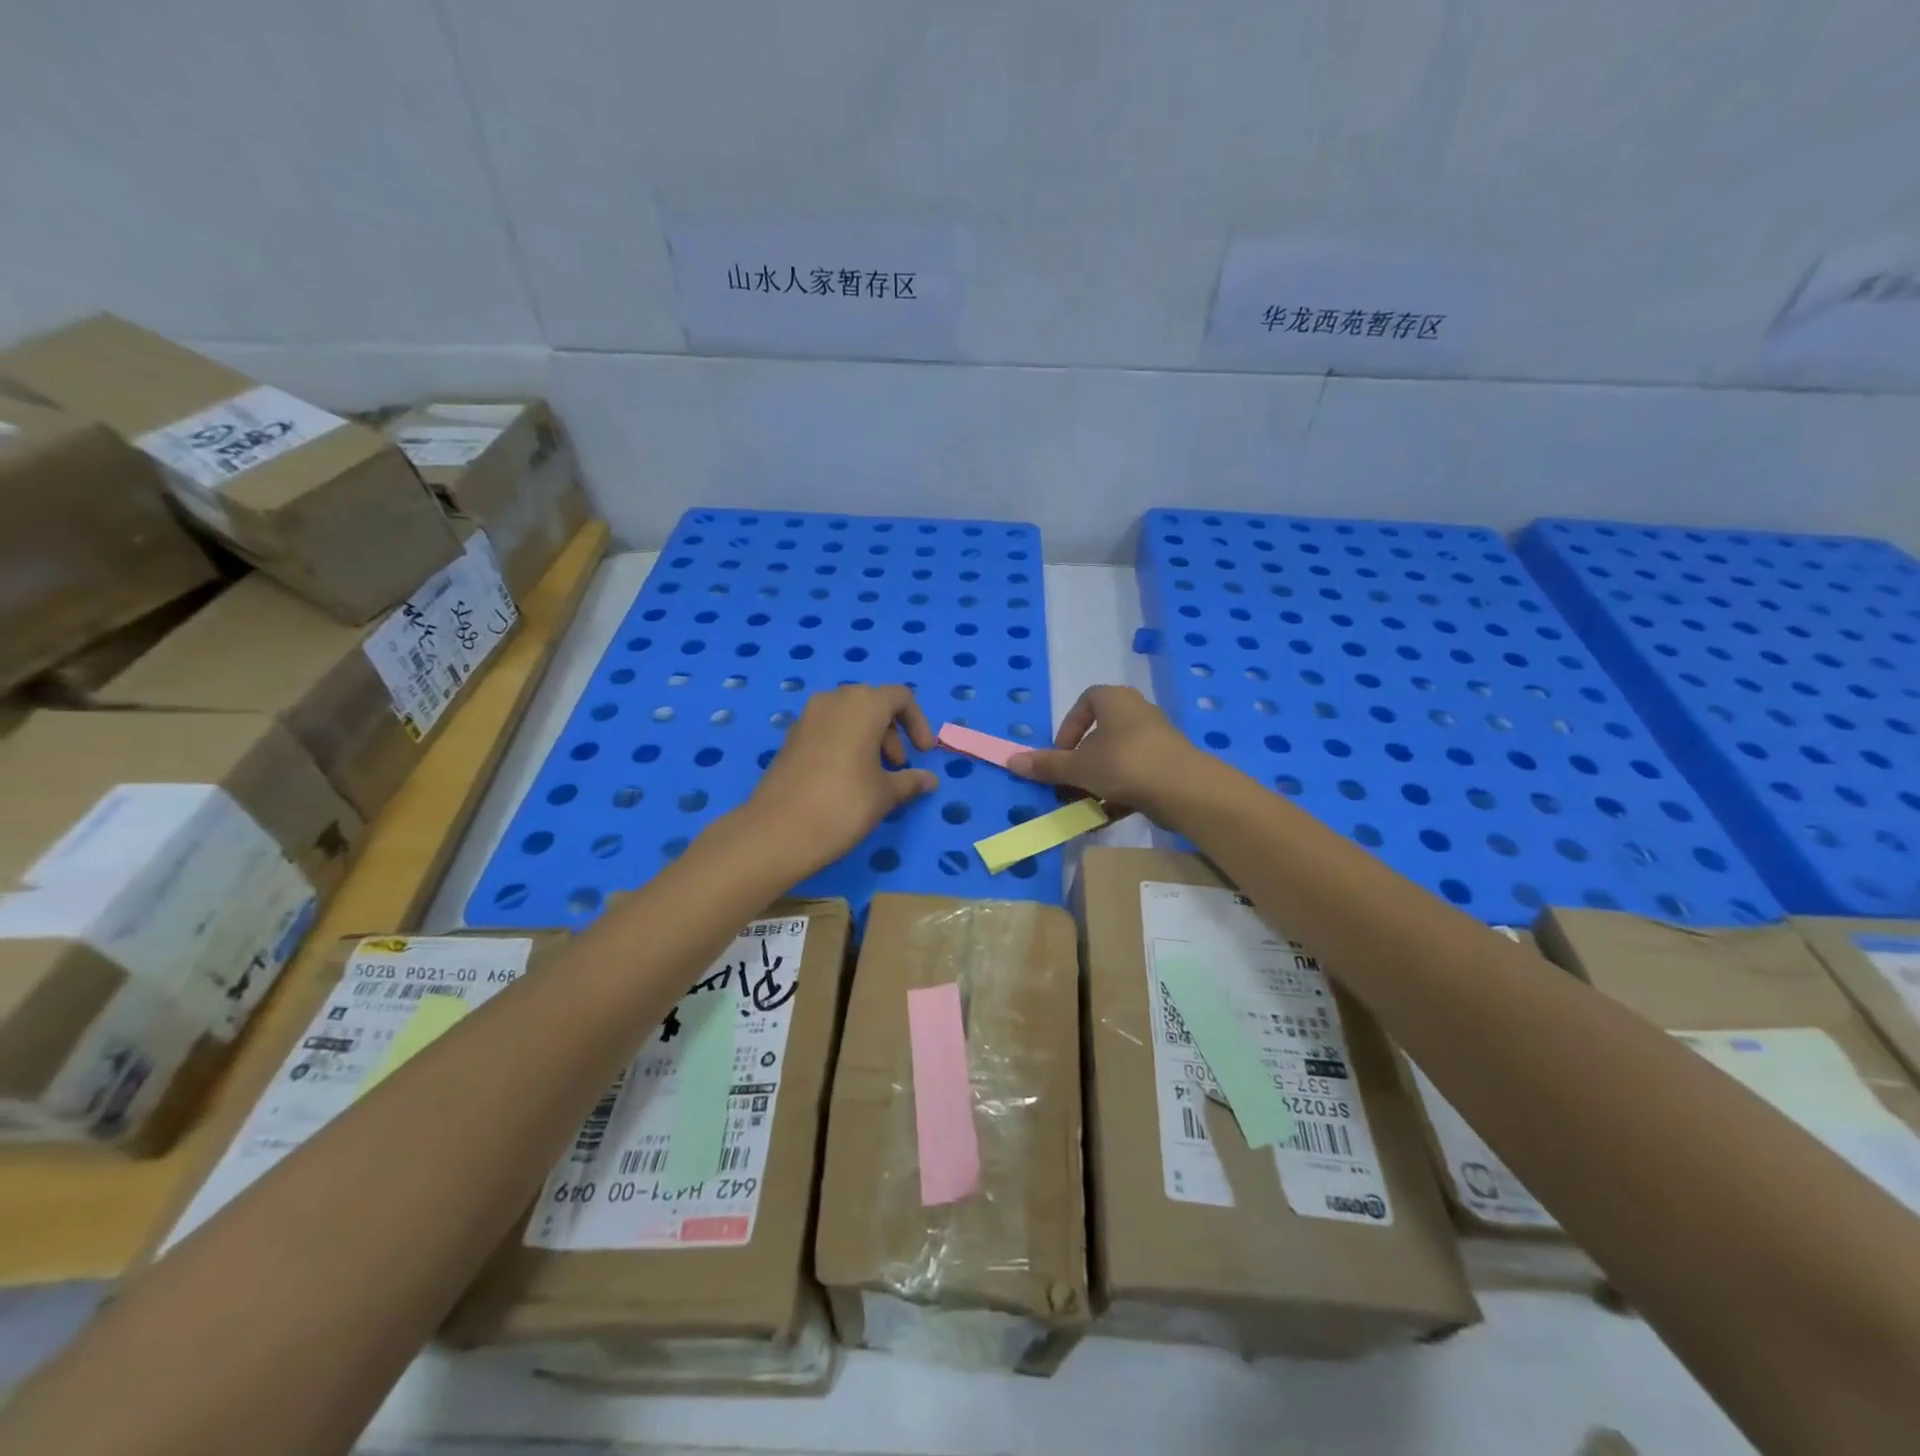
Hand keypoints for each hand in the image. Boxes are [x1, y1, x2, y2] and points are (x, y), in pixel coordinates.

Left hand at [743, 684, 938, 874]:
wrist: (777, 831)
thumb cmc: (843, 804)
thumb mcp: (885, 794)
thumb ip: (910, 781)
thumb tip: (929, 780)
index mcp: (863, 704)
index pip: (900, 697)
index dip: (918, 723)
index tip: (923, 754)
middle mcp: (834, 701)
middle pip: (873, 704)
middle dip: (892, 733)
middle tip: (898, 768)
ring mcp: (807, 718)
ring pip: (848, 717)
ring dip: (869, 739)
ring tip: (874, 777)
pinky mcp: (790, 738)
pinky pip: (827, 730)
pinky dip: (845, 745)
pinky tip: (846, 780)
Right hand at [1007, 686, 1211, 822]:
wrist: (1185, 789)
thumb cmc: (1125, 763)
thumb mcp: (1078, 767)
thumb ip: (1047, 765)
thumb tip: (1011, 760)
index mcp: (1115, 700)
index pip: (1086, 702)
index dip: (1068, 728)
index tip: (1061, 754)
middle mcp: (1137, 713)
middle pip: (1100, 736)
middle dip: (1080, 763)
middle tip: (1067, 784)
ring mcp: (1156, 741)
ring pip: (1116, 760)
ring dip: (1096, 783)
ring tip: (1083, 806)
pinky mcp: (1168, 767)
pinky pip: (1134, 777)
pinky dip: (1117, 795)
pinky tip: (1104, 818)